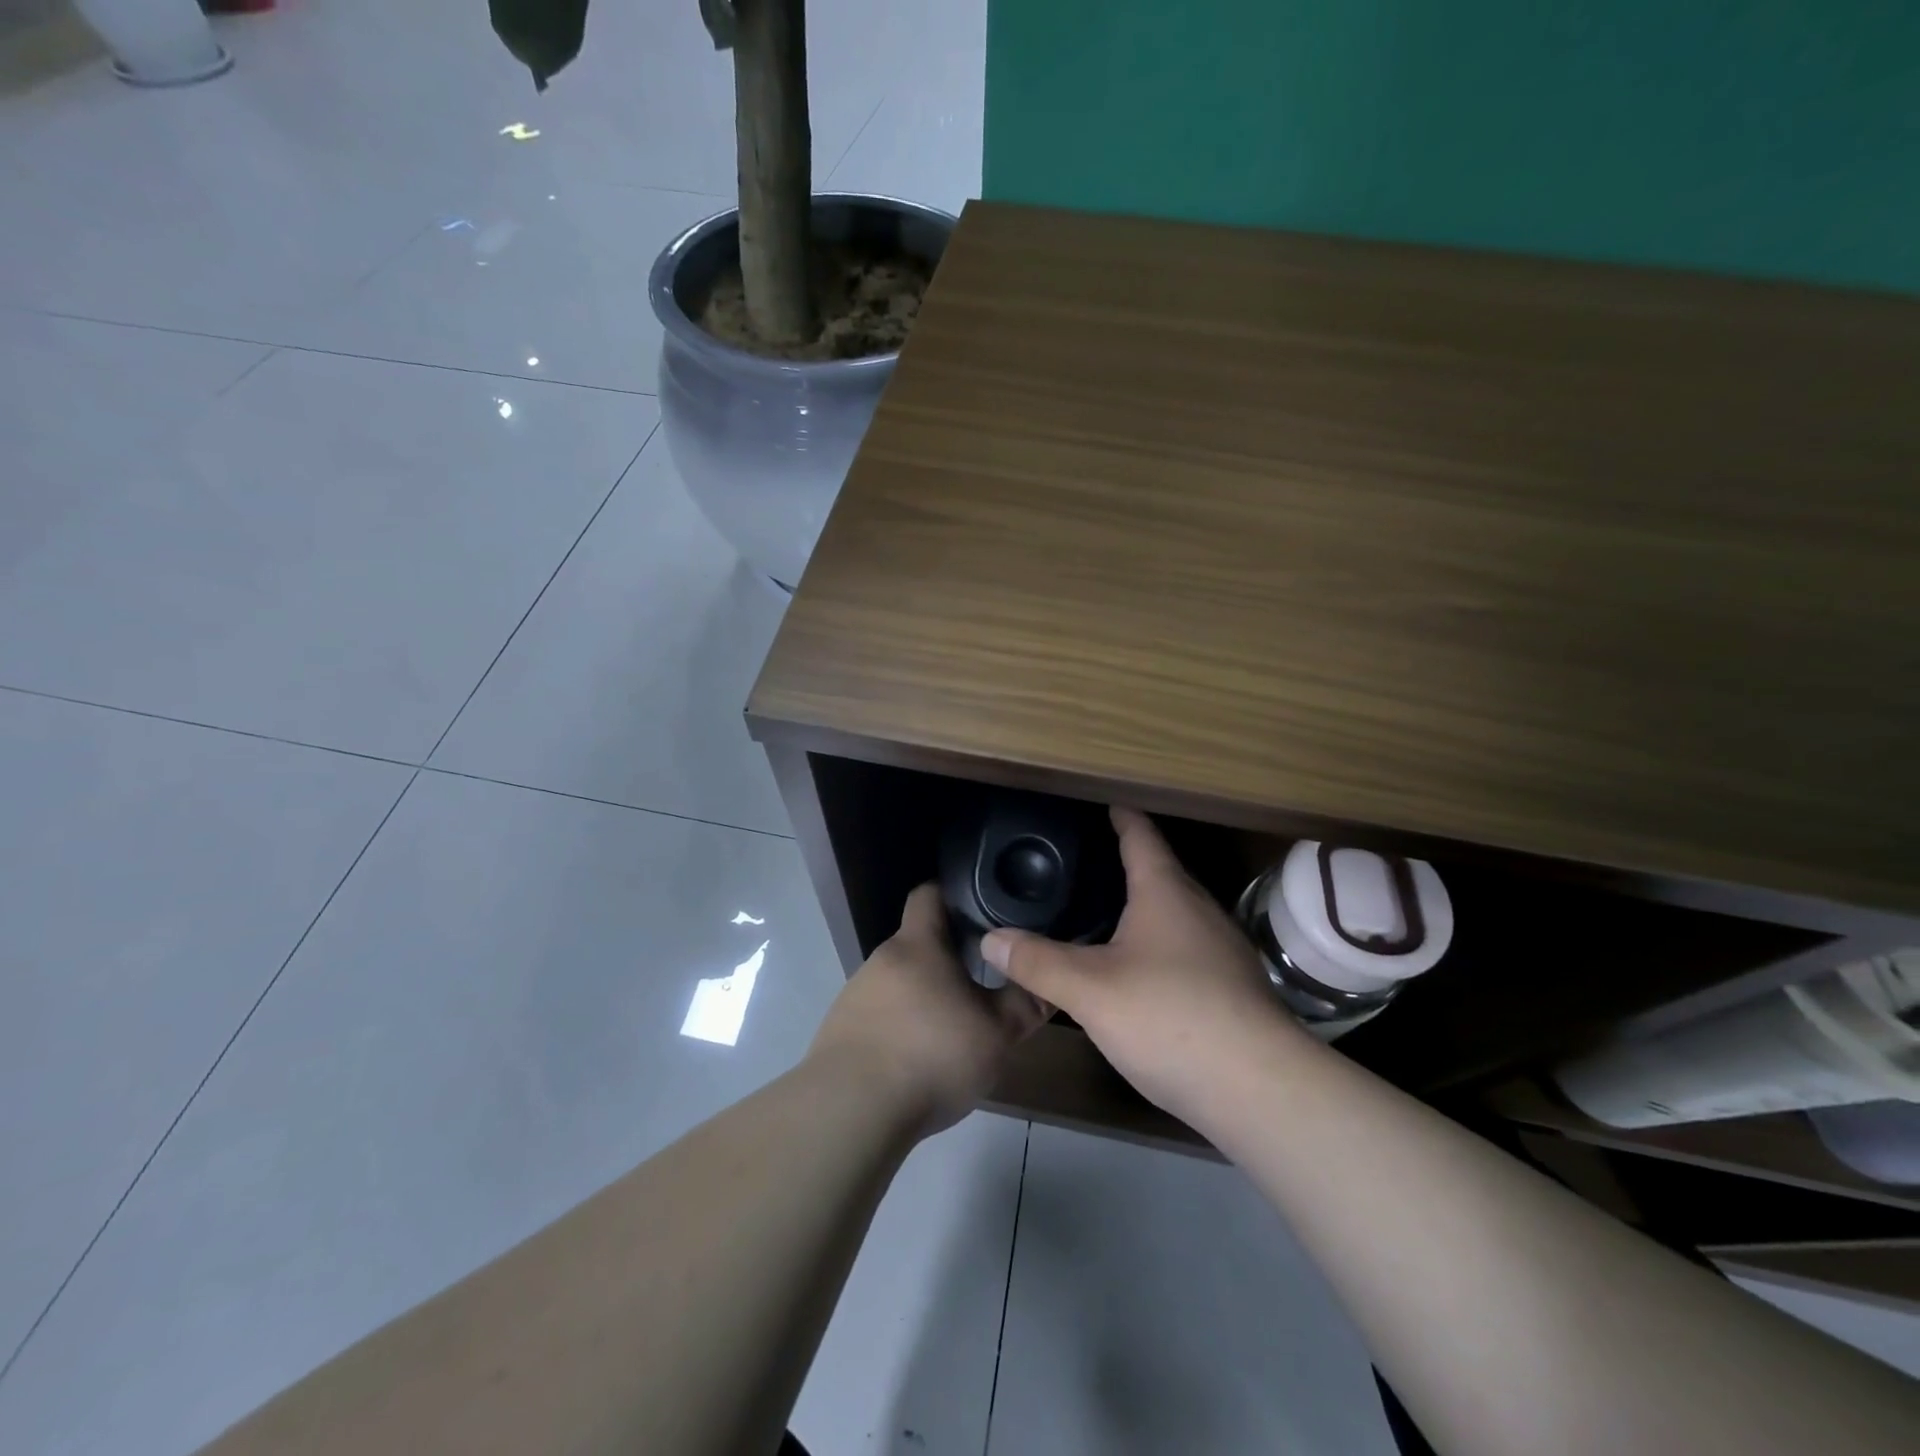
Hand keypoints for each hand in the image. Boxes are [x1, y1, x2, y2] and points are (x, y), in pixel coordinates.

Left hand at [807, 883, 1051, 1136]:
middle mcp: (882, 959)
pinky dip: (902, 1028)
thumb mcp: (996, 1033)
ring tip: (953, 1029)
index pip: (929, 893)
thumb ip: (1025, 1005)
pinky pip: (880, 1016)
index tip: (982, 912)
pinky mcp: (842, 1030)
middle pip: (918, 943)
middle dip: (949, 958)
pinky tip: (918, 1061)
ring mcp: (856, 994)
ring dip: (925, 997)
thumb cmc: (931, 1055)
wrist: (852, 1110)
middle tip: (983, 983)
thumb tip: (1049, 982)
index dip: (955, 895)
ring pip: (900, 982)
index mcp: (918, 944)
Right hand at [981, 807, 1303, 1125]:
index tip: (1107, 803)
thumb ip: (1037, 963)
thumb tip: (989, 940)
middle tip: (1088, 861)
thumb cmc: (1170, 1018)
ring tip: (1105, 912)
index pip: (1141, 838)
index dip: (1122, 818)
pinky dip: (1158, 944)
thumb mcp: (1090, 990)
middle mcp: (1200, 911)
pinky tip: (1138, 970)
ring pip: (1176, 914)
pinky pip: (1186, 949)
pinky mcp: (1232, 989)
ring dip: (1145, 907)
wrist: (1260, 1090)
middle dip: (1129, 863)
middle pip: (1162, 873)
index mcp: (1166, 894)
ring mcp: (1222, 951)